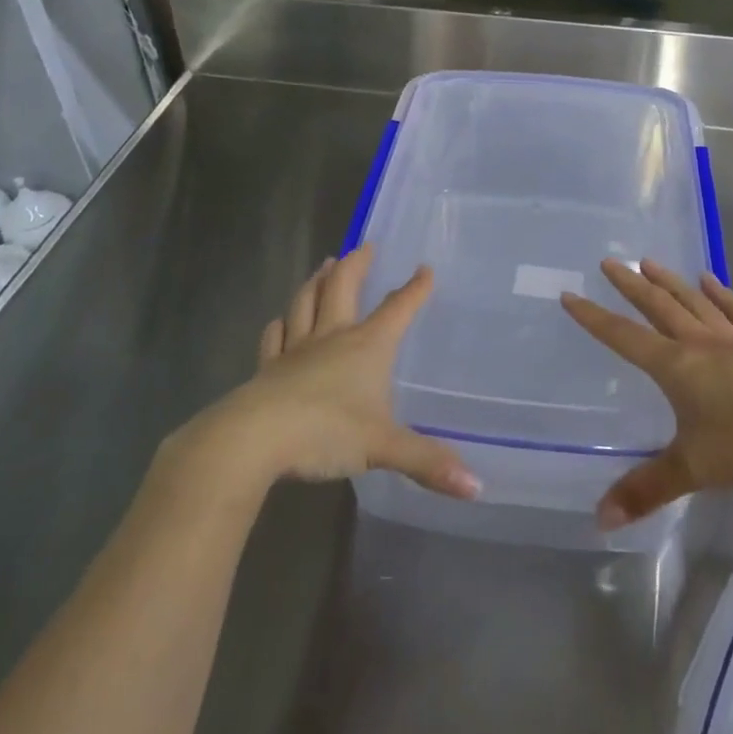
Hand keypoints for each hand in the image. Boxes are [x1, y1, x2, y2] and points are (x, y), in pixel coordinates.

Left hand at [199, 246, 479, 499]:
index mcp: (366, 346)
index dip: (414, 290)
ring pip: (307, 303)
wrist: (255, 438)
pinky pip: (275, 337)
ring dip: (317, 282)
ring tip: (323, 265)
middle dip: (356, 265)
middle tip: (363, 245)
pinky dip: (280, 324)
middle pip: (344, 288)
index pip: (397, 310)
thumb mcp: (383, 447)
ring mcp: (296, 350)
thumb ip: (428, 462)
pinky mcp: (268, 369)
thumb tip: (477, 488)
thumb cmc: (326, 431)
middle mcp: (332, 337)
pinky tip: (279, 320)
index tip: (425, 269)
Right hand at [562, 259, 732, 529]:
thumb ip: (646, 490)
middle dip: (631, 285)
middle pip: (659, 307)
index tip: (570, 296)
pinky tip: (712, 281)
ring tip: (651, 262)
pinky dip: (722, 295)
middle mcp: (701, 344)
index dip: (594, 318)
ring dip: (671, 281)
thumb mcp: (693, 469)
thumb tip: (599, 518)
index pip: (624, 336)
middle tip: (610, 262)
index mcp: (676, 366)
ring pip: (695, 302)